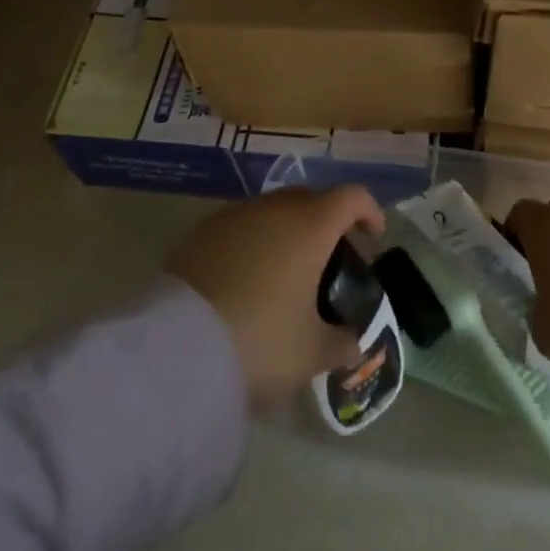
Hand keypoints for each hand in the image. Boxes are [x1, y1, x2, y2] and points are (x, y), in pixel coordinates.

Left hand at [167, 186, 385, 409]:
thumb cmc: (259, 340)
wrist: (175, 347)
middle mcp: (275, 208)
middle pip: (311, 198)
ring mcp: (235, 215)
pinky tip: (248, 278)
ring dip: (288, 230)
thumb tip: (353, 342)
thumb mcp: (310, 353)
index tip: (374, 237)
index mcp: (311, 226)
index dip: (369, 212)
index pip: (352, 197)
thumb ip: (340, 343)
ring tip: (287, 270)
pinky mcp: (202, 231)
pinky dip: (254, 241)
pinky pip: (241, 226)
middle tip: (330, 258)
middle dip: (327, 221)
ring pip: (273, 210)